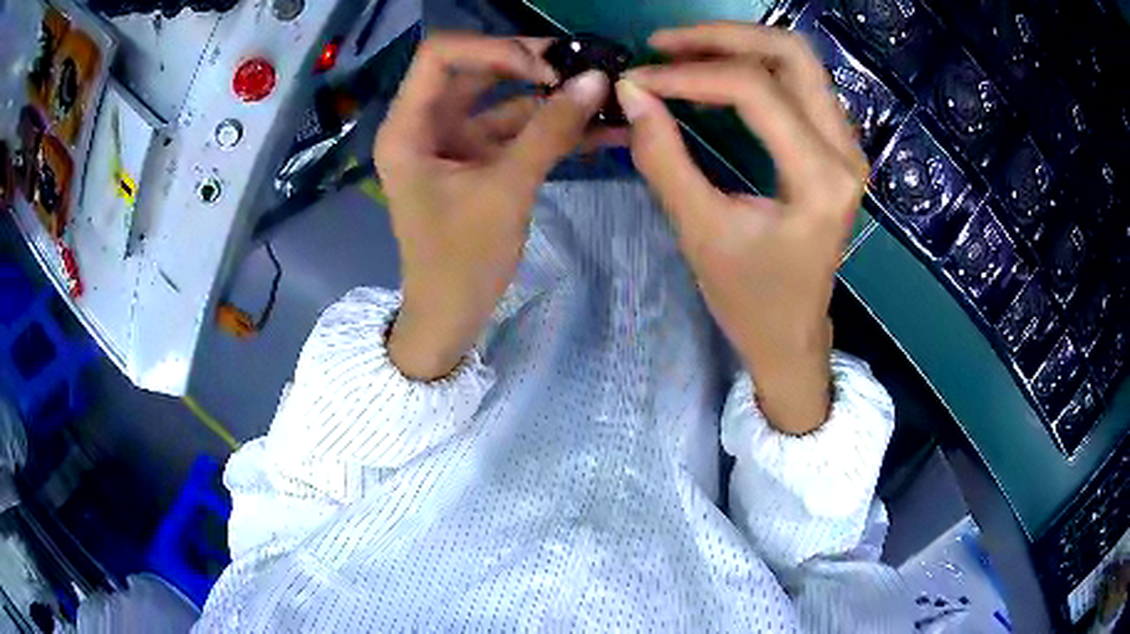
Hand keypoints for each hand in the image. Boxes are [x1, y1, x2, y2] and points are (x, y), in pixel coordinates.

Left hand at [375, 33, 611, 379]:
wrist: (451, 318)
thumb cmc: (461, 262)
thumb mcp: (506, 191)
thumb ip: (551, 131)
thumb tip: (597, 81)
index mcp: (409, 126)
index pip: (442, 55)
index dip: (494, 49)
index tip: (545, 71)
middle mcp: (428, 124)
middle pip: (478, 70)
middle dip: (532, 66)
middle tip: (587, 67)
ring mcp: (455, 141)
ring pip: (504, 99)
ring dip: (552, 97)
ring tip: (607, 93)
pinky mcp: (480, 160)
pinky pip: (517, 131)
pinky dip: (553, 128)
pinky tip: (600, 127)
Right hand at [615, 23, 868, 434]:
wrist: (792, 336)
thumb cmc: (750, 299)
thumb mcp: (700, 231)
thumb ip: (663, 157)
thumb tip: (631, 92)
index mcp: (821, 179)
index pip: (756, 91)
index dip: (690, 75)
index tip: (638, 79)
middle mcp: (846, 151)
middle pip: (790, 53)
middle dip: (722, 37)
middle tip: (663, 45)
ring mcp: (847, 146)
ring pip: (797, 61)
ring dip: (737, 46)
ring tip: (681, 56)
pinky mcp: (835, 148)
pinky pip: (798, 84)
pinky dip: (753, 68)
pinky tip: (712, 78)